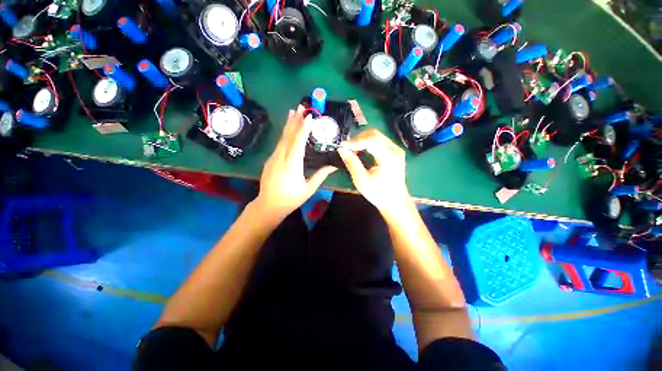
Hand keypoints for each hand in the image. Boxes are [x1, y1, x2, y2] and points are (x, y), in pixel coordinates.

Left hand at [254, 105, 336, 220]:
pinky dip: (284, 134)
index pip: (298, 143)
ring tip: (293, 112)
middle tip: (300, 106)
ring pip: (282, 138)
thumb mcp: (308, 189)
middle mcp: (281, 158)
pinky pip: (279, 144)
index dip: (304, 129)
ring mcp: (274, 158)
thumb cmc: (291, 199)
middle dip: (295, 120)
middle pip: (288, 136)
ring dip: (288, 124)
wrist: (268, 205)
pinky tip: (288, 130)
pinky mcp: (270, 159)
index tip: (309, 116)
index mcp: (292, 165)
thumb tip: (333, 166)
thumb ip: (320, 176)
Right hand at [337, 128, 411, 218]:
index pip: (372, 140)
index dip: (356, 141)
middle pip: (375, 134)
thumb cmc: (378, 194)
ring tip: (352, 149)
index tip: (343, 145)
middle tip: (347, 147)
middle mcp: (395, 150)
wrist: (395, 201)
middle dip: (358, 138)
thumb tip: (342, 150)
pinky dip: (367, 143)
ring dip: (362, 140)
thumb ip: (352, 163)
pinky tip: (360, 151)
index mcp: (389, 158)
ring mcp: (396, 150)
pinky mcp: (394, 152)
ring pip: (376, 136)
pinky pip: (379, 141)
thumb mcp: (362, 181)